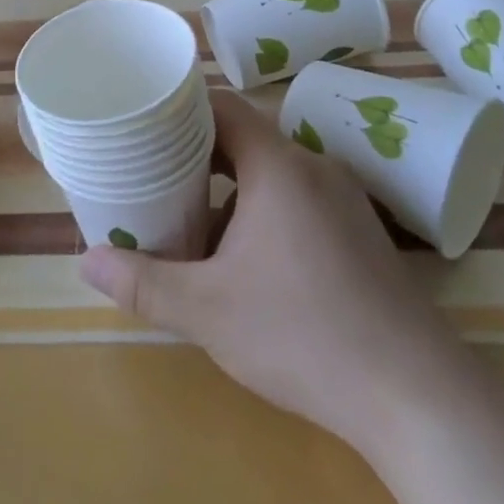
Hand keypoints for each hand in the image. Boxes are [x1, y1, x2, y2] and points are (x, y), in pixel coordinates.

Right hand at [79, 91, 473, 454]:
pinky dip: (264, 212)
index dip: (181, 109)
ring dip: (230, 190)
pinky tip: (246, 262)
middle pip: (245, 139)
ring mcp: (345, 201)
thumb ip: (143, 282)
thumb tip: (86, 262)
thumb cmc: (303, 335)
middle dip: (197, 156)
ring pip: (272, 174)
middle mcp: (314, 168)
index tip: (144, 125)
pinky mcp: (361, 234)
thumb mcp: (208, 310)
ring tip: (191, 221)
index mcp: (279, 166)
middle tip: (153, 176)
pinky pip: (299, 201)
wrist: (417, 397)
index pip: (223, 107)